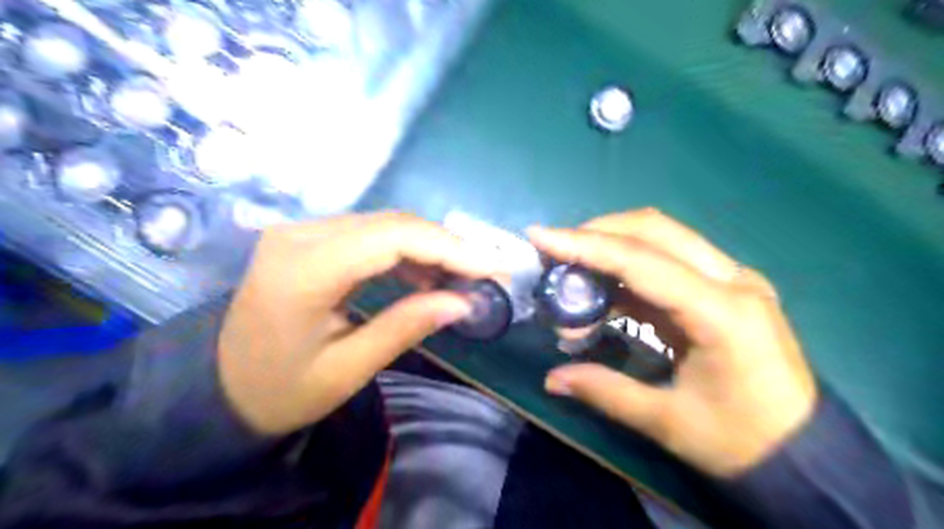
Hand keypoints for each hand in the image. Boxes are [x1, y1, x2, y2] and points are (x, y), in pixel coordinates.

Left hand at [214, 213, 489, 434]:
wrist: (221, 386)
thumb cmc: (281, 390)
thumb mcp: (347, 370)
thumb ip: (405, 327)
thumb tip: (464, 302)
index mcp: (302, 270)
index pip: (391, 238)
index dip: (448, 248)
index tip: (491, 267)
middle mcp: (299, 235)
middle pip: (391, 223)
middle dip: (446, 246)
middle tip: (485, 273)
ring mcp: (301, 231)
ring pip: (384, 224)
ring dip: (428, 247)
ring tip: (460, 278)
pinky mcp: (308, 238)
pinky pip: (369, 234)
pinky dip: (404, 251)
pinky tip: (424, 275)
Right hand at [527, 208, 815, 477]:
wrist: (805, 455)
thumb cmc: (742, 442)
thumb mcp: (667, 422)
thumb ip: (605, 391)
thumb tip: (551, 380)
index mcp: (722, 312)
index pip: (641, 261)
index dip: (585, 245)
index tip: (541, 236)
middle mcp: (732, 281)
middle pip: (655, 230)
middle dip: (597, 234)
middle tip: (555, 251)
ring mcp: (733, 279)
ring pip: (662, 238)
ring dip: (612, 247)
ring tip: (572, 273)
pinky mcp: (726, 288)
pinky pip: (668, 262)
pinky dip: (628, 268)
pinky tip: (603, 292)